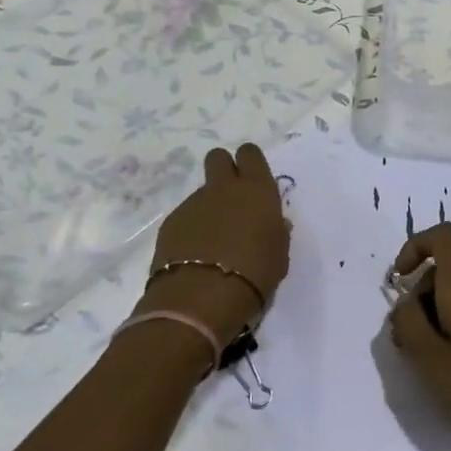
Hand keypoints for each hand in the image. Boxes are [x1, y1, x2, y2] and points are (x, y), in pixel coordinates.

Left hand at [141, 144, 289, 348]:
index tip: (253, 181)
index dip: (250, 163)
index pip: (250, 154)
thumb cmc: (255, 274)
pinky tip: (196, 254)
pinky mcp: (171, 222)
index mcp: (257, 190)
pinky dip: (192, 229)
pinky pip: (186, 216)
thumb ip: (276, 231)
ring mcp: (193, 203)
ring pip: (202, 191)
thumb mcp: (279, 253)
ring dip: (209, 207)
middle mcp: (224, 188)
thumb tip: (273, 223)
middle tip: (232, 198)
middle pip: (218, 158)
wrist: (203, 296)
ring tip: (214, 240)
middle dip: (224, 169)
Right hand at [387, 222, 450, 450]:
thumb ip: (408, 325)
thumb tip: (404, 304)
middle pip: (444, 274)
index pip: (444, 237)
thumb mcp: (432, 362)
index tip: (400, 279)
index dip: (415, 247)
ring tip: (430, 363)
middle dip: (418, 299)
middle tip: (408, 344)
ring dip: (435, 319)